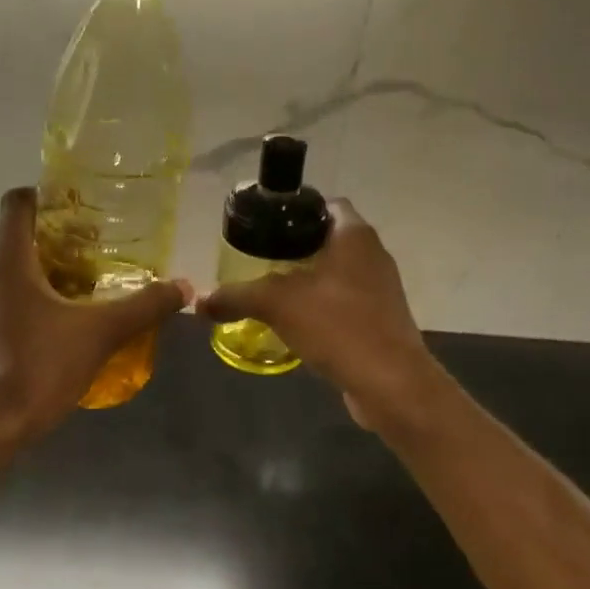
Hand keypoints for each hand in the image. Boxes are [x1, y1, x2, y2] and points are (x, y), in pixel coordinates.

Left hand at [0, 187, 188, 443]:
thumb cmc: (40, 367)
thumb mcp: (101, 333)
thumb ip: (144, 307)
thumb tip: (184, 286)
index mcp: (9, 262)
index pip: (17, 203)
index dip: (45, 195)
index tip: (79, 207)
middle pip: (21, 239)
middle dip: (59, 241)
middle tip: (99, 252)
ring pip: (15, 272)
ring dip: (48, 274)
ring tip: (88, 290)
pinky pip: (8, 301)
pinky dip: (34, 301)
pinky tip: (64, 326)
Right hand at [195, 200, 440, 429]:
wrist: (390, 383)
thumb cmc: (338, 325)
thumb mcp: (276, 304)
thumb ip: (236, 296)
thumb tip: (198, 300)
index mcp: (355, 236)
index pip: (327, 204)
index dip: (296, 209)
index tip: (266, 225)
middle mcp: (373, 255)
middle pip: (330, 238)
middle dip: (296, 248)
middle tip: (260, 259)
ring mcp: (381, 289)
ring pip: (337, 273)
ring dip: (308, 280)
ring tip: (271, 291)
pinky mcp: (382, 320)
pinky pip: (345, 303)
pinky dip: (322, 307)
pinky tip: (295, 323)